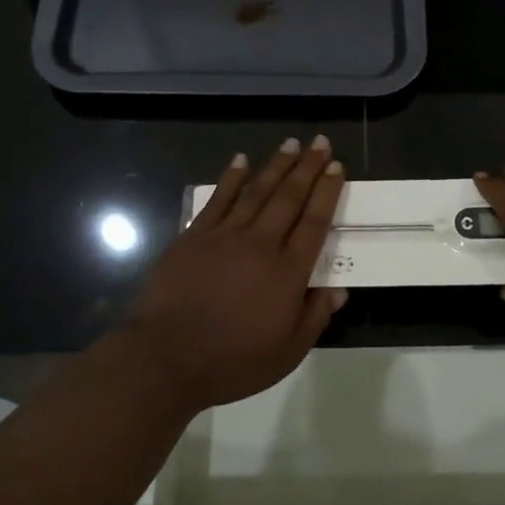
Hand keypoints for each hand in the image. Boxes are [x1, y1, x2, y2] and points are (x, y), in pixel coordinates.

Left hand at [119, 137, 347, 413]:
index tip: (337, 168)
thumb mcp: (287, 352)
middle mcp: (260, 244)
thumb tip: (338, 289)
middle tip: (321, 142)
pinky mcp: (194, 236)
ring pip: (256, 192)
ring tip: (291, 144)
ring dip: (276, 166)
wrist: (166, 359)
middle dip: (308, 168)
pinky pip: (218, 200)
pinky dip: (231, 178)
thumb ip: (315, 317)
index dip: (327, 193)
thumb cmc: (232, 361)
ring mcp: (225, 236)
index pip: (314, 222)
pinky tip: (241, 161)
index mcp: (287, 272)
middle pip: (289, 198)